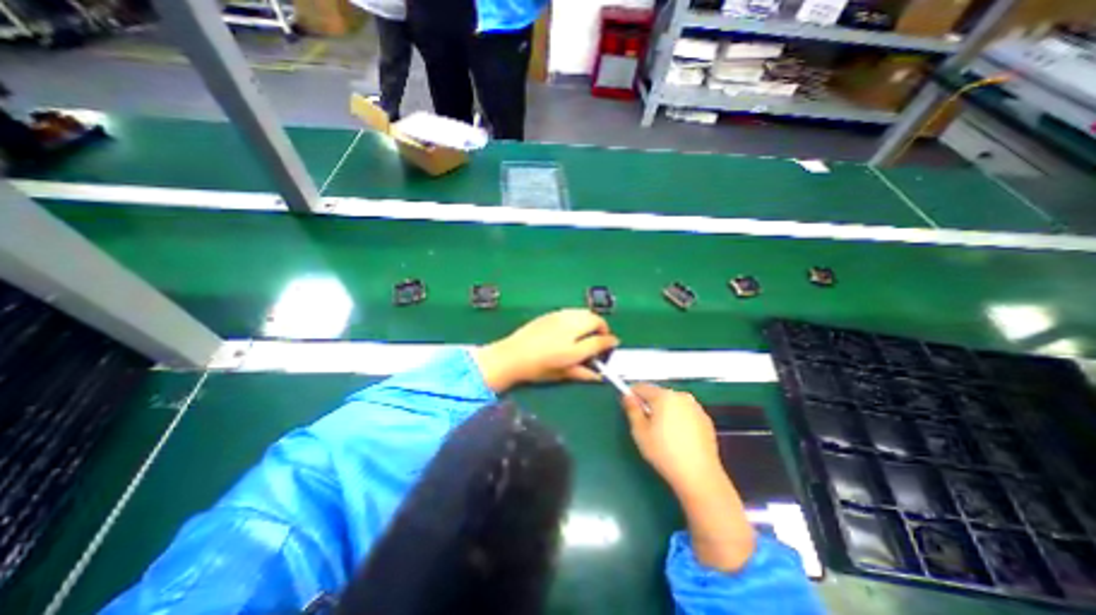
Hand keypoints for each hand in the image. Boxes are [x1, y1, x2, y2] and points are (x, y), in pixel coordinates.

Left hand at [475, 309, 619, 390]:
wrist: (511, 355)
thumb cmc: (537, 368)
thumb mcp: (561, 374)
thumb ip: (582, 373)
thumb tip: (599, 375)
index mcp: (573, 347)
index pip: (600, 340)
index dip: (610, 341)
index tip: (613, 344)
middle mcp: (569, 328)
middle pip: (595, 319)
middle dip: (602, 327)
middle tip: (600, 337)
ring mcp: (560, 317)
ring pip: (584, 312)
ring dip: (591, 320)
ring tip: (588, 331)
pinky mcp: (551, 313)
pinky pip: (572, 311)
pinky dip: (579, 316)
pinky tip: (572, 326)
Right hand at [619, 387, 725, 497]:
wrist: (699, 476)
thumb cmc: (664, 453)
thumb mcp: (640, 432)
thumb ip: (632, 410)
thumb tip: (628, 397)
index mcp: (664, 396)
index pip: (642, 387)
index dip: (633, 395)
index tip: (630, 408)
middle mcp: (681, 396)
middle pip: (658, 394)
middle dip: (650, 405)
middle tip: (646, 426)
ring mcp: (696, 407)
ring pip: (673, 403)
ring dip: (665, 412)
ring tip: (663, 434)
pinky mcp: (706, 420)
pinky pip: (686, 413)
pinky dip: (679, 420)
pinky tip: (678, 439)